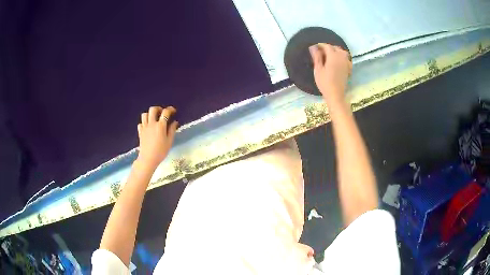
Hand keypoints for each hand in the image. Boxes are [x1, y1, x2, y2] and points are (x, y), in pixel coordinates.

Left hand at [137, 106, 178, 169]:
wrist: (148, 159)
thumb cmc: (161, 151)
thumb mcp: (169, 141)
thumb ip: (172, 130)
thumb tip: (175, 122)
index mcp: (160, 126)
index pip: (165, 112)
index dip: (170, 109)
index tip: (173, 111)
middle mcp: (151, 124)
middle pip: (153, 109)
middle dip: (158, 109)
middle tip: (162, 113)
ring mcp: (144, 127)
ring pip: (145, 114)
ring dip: (150, 114)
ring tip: (154, 119)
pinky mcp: (140, 132)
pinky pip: (141, 123)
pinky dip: (144, 123)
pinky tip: (148, 127)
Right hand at [309, 43, 351, 107]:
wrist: (335, 94)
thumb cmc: (325, 82)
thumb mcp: (318, 69)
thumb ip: (317, 57)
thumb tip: (313, 47)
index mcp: (333, 56)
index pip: (327, 46)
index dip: (321, 45)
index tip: (315, 47)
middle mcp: (341, 57)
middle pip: (336, 48)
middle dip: (329, 47)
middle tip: (321, 52)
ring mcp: (346, 63)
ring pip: (342, 52)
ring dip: (336, 51)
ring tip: (330, 55)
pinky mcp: (348, 69)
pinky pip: (347, 59)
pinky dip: (342, 57)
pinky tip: (338, 61)